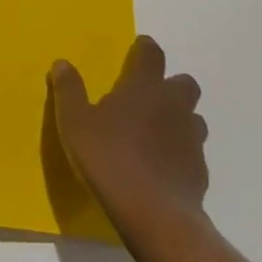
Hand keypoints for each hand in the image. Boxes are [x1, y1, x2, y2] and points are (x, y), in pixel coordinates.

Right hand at [50, 35, 208, 235]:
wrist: (154, 214)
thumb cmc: (109, 159)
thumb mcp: (75, 123)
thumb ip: (69, 91)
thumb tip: (62, 63)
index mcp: (144, 88)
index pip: (152, 55)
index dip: (145, 48)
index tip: (140, 48)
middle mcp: (173, 105)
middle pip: (184, 83)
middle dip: (171, 85)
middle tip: (149, 97)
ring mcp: (191, 138)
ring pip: (194, 118)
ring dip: (180, 120)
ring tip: (158, 134)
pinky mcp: (200, 171)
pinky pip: (193, 153)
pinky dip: (181, 154)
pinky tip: (164, 168)